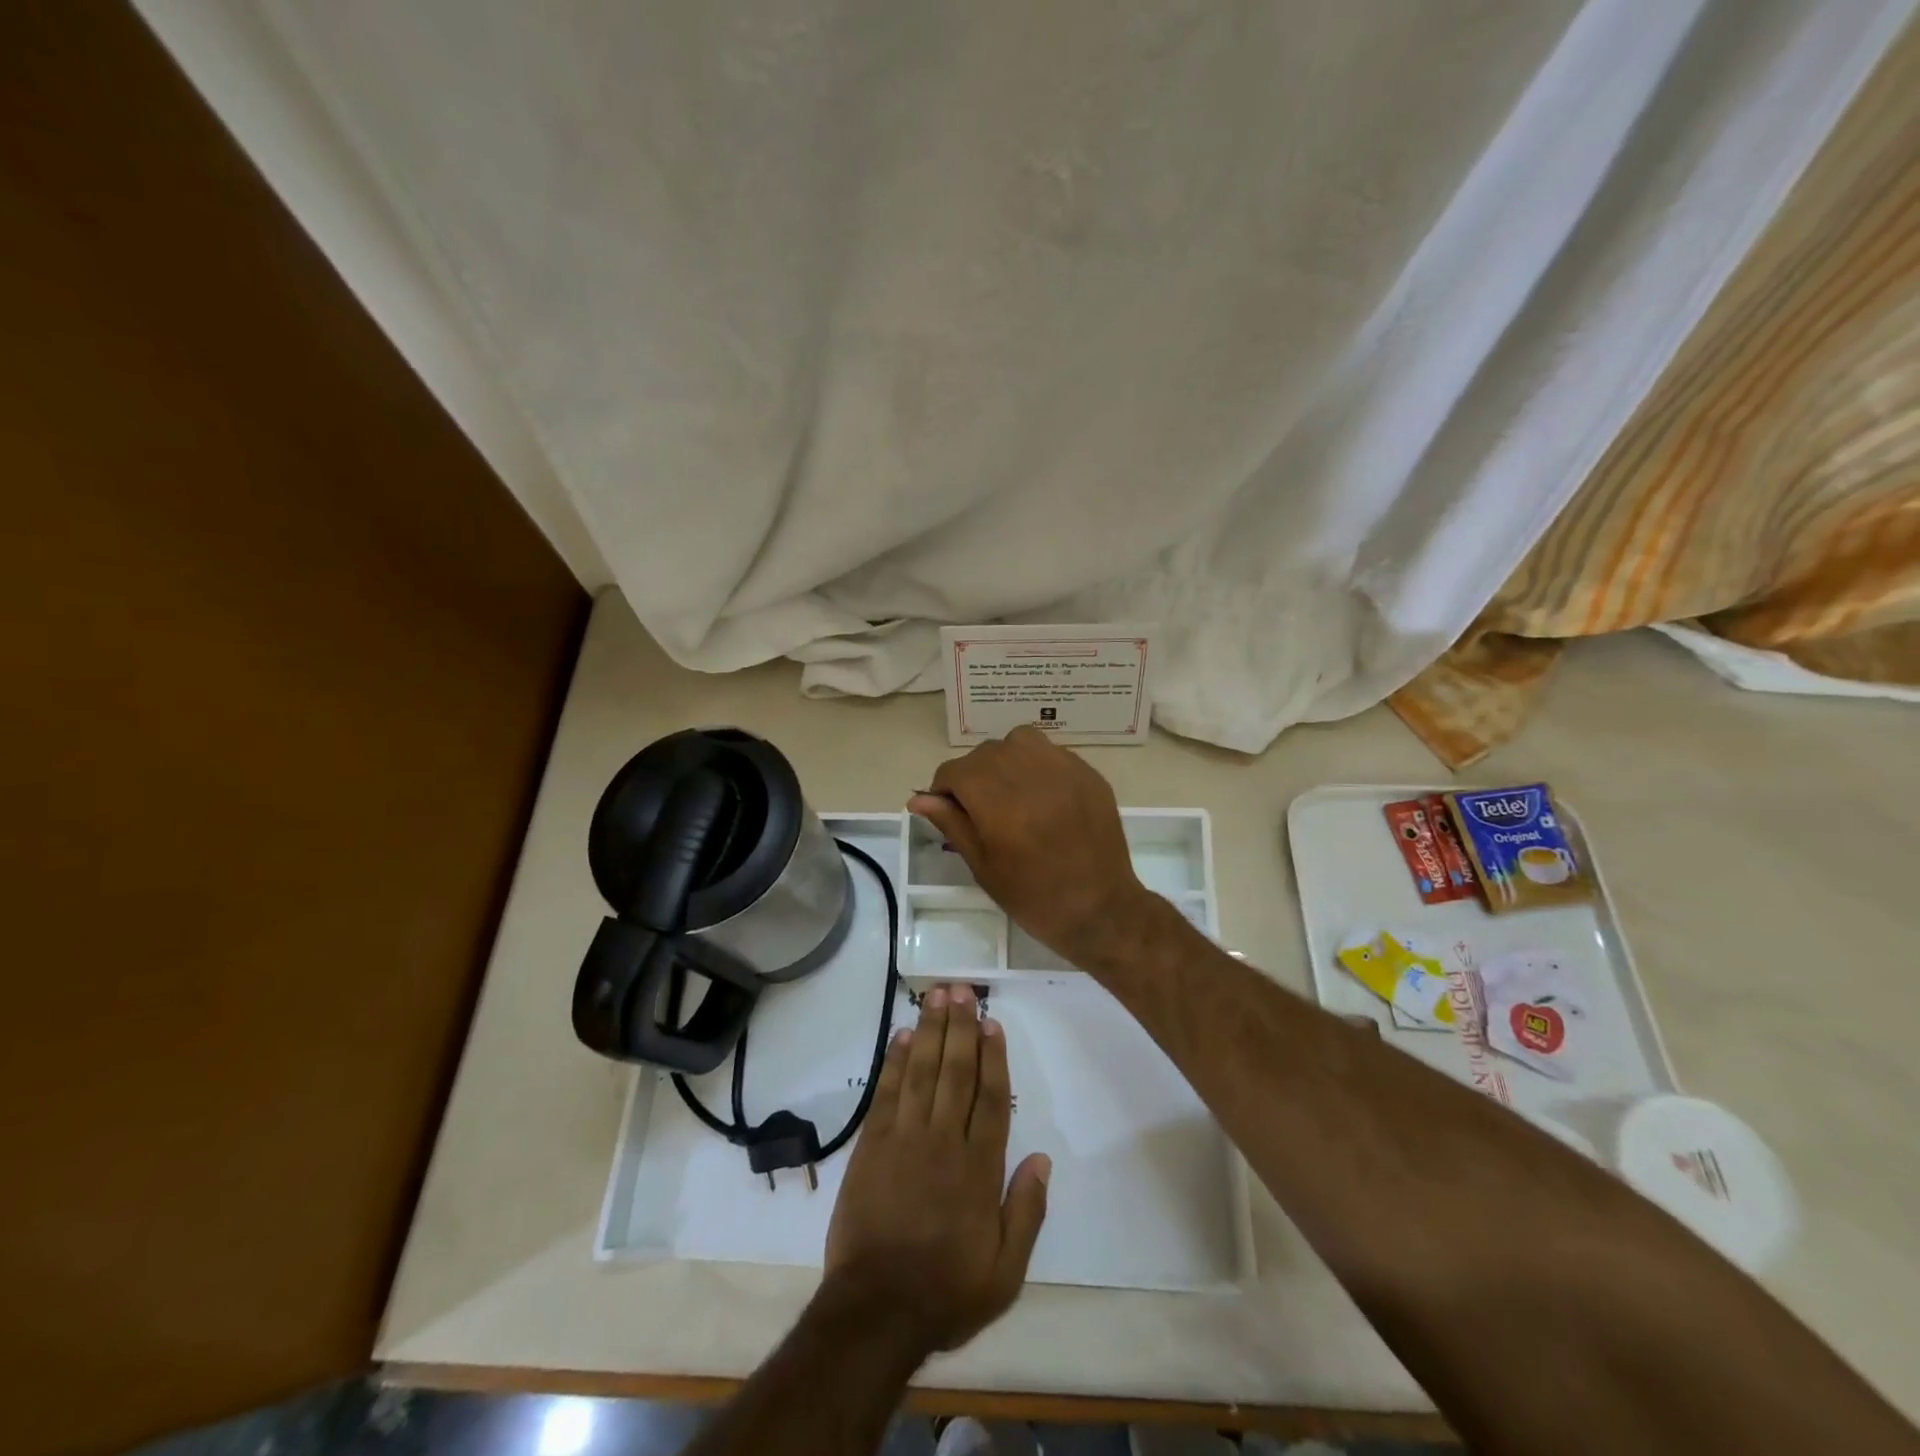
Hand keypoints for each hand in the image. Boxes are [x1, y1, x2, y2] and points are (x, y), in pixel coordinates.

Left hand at [822, 983, 1050, 1355]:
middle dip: (960, 1027)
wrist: (876, 1310)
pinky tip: (901, 1035)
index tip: (992, 1023)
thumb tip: (1042, 1158)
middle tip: (961, 990)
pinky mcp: (872, 1145)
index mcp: (980, 1169)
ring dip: (929, 1031)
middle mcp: (944, 1142)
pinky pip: (886, 1093)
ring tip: (935, 996)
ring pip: (921, 1072)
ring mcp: (905, 1139)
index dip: (994, 1057)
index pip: (992, 1098)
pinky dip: (893, 1061)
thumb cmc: (946, 1291)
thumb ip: (1026, 1212)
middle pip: (956, 1072)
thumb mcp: (1005, 1272)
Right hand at [909, 727, 1154, 965]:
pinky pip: (1051, 752)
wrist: (1100, 910)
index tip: (948, 810)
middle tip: (979, 808)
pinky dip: (1036, 764)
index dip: (943, 788)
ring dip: (1004, 760)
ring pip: (1019, 741)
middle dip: (973, 775)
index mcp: (1000, 803)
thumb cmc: (1034, 898)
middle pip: (985, 753)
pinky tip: (1041, 795)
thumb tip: (918, 798)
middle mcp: (1031, 775)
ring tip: (1010, 791)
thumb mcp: (983, 867)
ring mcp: (1065, 770)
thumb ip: (952, 824)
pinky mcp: (1088, 774)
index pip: (955, 771)